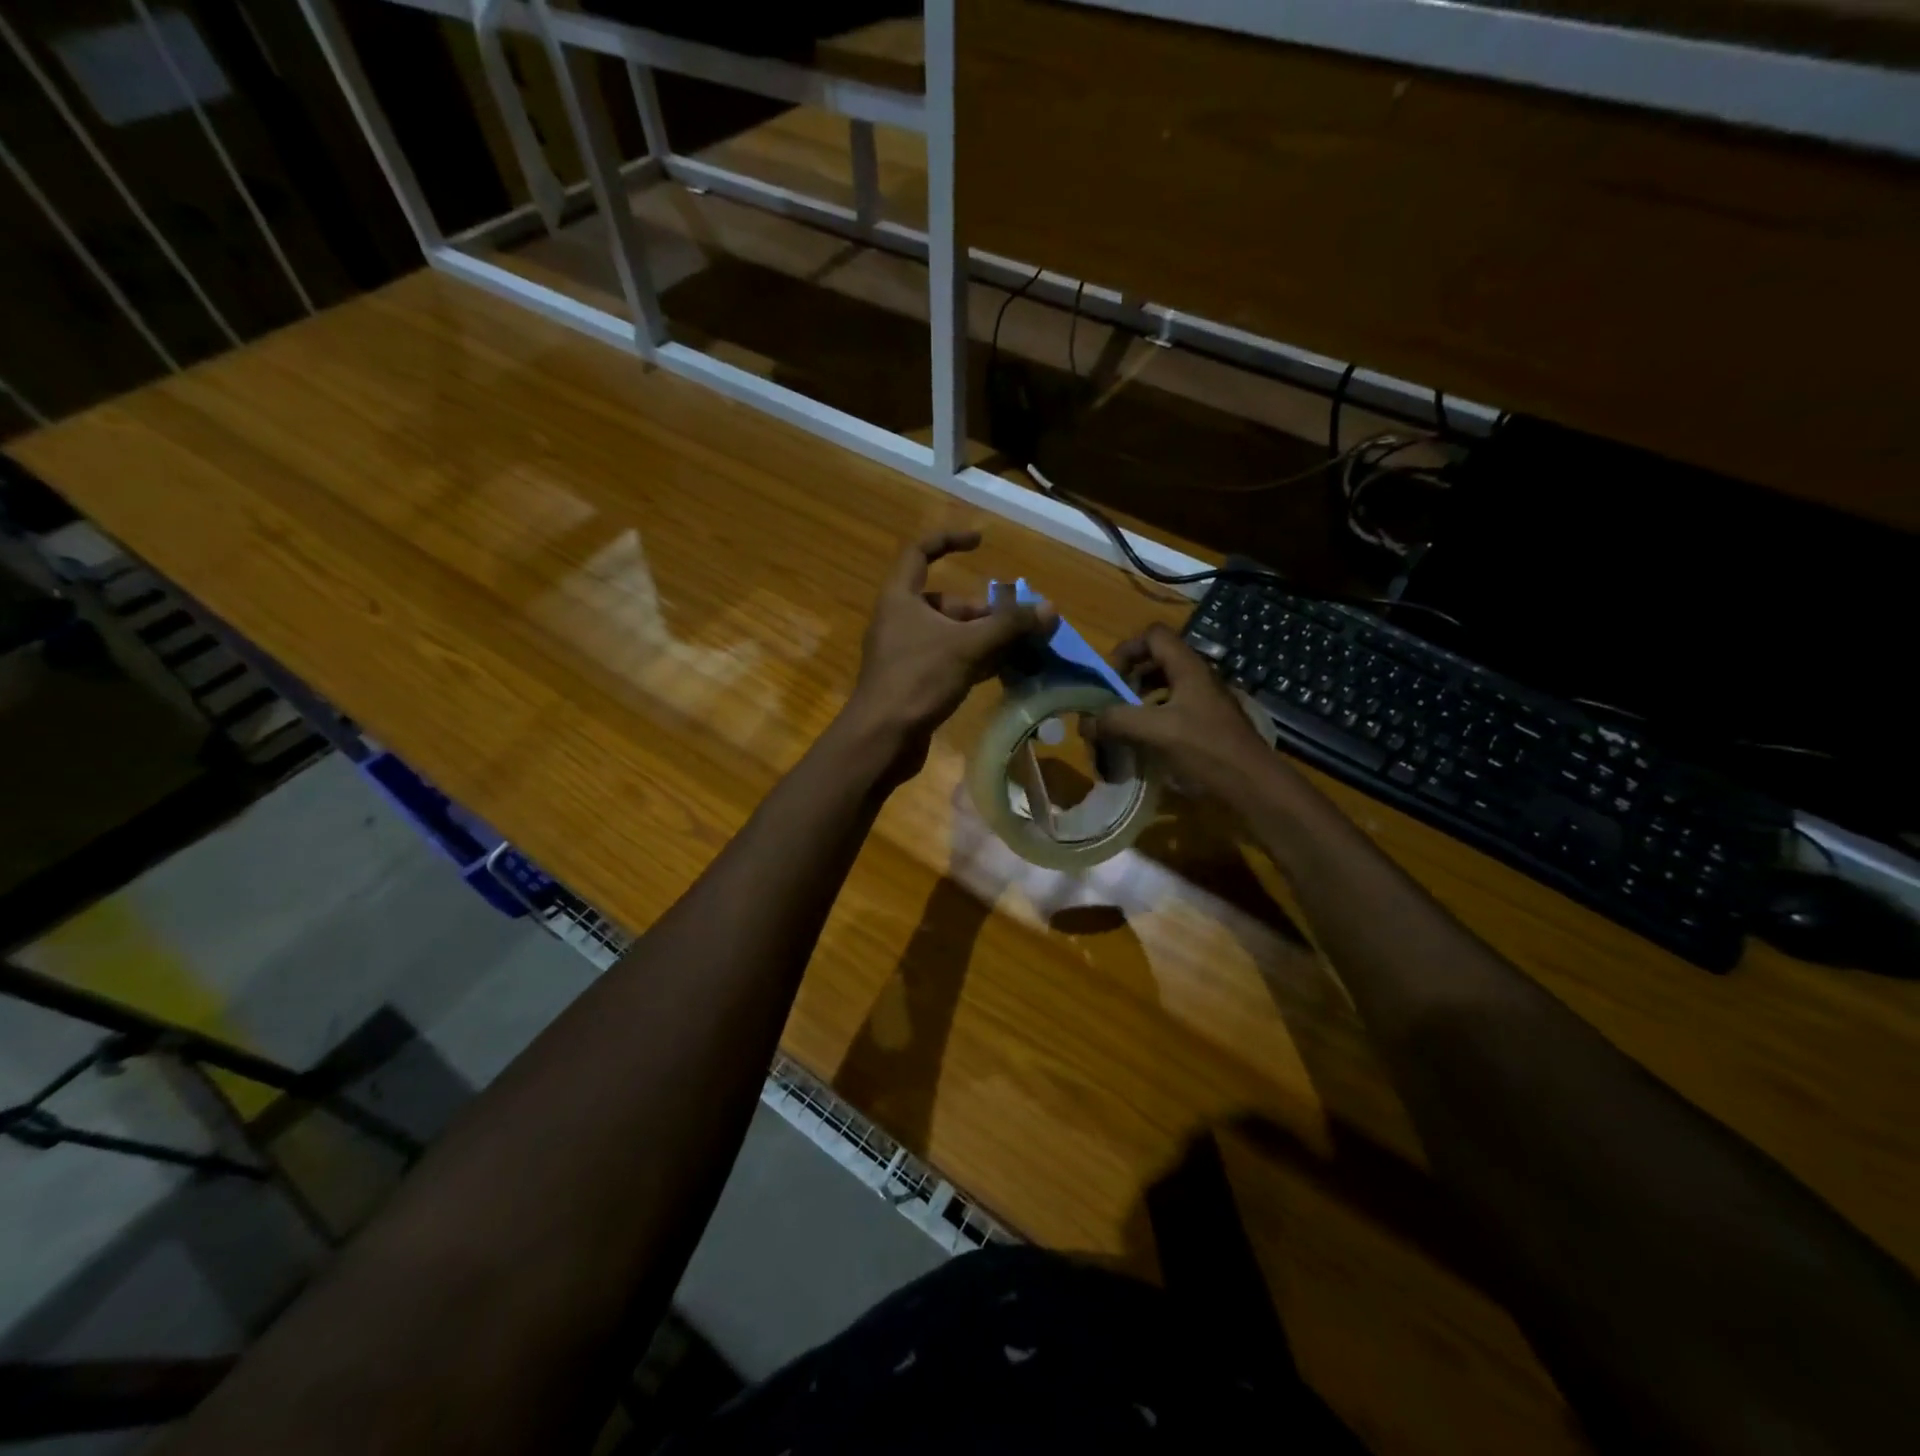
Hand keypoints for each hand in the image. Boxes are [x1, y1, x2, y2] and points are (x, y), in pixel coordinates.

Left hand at [843, 531, 1054, 757]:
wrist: (881, 739)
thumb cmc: (918, 680)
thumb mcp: (968, 646)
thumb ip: (1009, 626)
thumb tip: (1050, 609)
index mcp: (900, 597)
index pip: (920, 552)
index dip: (949, 540)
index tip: (981, 542)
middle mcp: (899, 620)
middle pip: (946, 602)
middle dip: (984, 611)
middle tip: (1018, 626)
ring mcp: (905, 653)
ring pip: (951, 635)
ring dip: (985, 639)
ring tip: (1021, 649)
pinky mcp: (914, 682)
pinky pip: (949, 661)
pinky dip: (975, 661)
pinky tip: (1003, 671)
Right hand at [1094, 622, 1281, 799]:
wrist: (1252, 785)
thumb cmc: (1205, 749)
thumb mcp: (1154, 731)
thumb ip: (1115, 722)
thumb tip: (1084, 723)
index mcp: (1188, 668)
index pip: (1153, 635)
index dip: (1127, 649)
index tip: (1108, 677)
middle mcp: (1198, 677)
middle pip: (1157, 660)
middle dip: (1129, 677)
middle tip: (1112, 702)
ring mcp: (1206, 701)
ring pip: (1166, 686)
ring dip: (1140, 699)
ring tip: (1125, 723)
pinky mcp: (1209, 724)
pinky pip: (1175, 709)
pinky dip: (1155, 718)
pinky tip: (1146, 742)